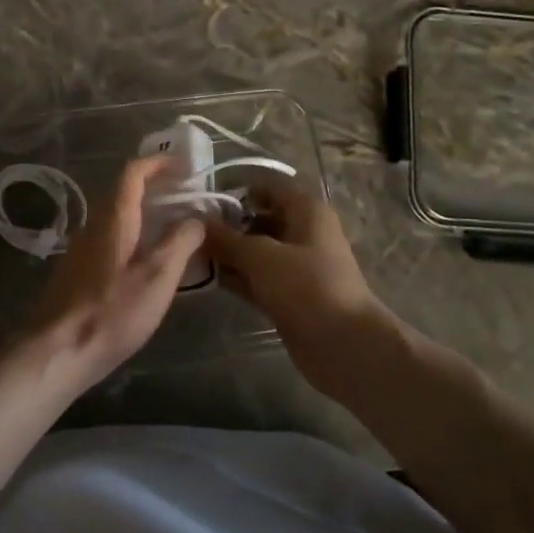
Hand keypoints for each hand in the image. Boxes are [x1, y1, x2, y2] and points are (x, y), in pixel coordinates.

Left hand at [27, 156, 204, 389]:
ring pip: (115, 219)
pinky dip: (132, 238)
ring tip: (173, 230)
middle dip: (154, 188)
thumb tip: (196, 218)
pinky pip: (109, 241)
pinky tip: (146, 263)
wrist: (58, 352)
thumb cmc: (111, 311)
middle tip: (185, 198)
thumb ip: (180, 242)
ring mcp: (80, 250)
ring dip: (143, 215)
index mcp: (113, 218)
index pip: (133, 173)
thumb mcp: (157, 276)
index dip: (158, 163)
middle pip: (122, 193)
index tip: (184, 166)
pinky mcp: (76, 274)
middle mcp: (92, 226)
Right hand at [201, 183, 390, 393]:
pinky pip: (257, 278)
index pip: (268, 187)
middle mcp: (304, 233)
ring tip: (190, 253)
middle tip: (189, 231)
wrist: (343, 345)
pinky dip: (236, 277)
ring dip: (229, 253)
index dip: (237, 190)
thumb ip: (227, 238)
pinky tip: (206, 278)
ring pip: (256, 251)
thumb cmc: (306, 287)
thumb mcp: (261, 256)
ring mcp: (297, 267)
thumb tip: (197, 222)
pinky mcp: (289, 295)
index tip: (202, 200)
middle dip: (227, 224)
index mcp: (307, 211)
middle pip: (260, 219)